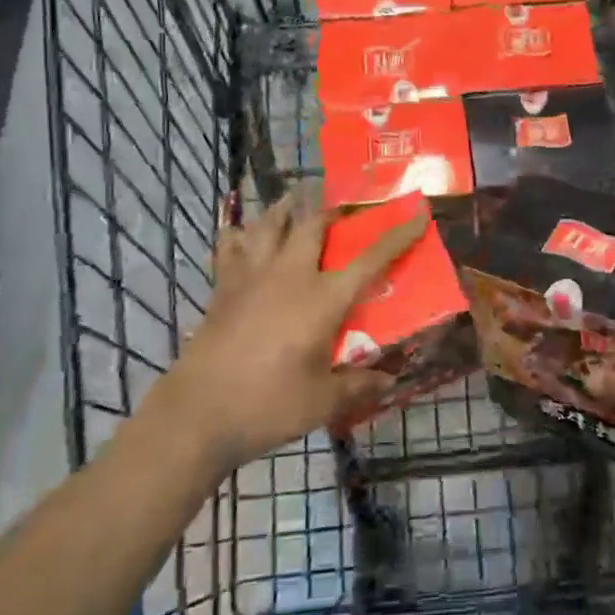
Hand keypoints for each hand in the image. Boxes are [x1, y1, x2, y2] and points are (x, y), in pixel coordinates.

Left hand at [163, 194, 424, 472]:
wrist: (196, 415)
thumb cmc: (267, 405)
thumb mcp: (322, 402)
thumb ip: (358, 385)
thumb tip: (389, 380)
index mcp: (322, 298)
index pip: (371, 259)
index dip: (398, 235)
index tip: (418, 213)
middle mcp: (289, 275)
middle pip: (313, 224)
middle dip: (334, 209)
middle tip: (345, 207)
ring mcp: (251, 277)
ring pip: (268, 224)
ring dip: (286, 207)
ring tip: (294, 199)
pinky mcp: (222, 288)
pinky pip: (230, 246)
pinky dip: (239, 233)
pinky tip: (241, 232)